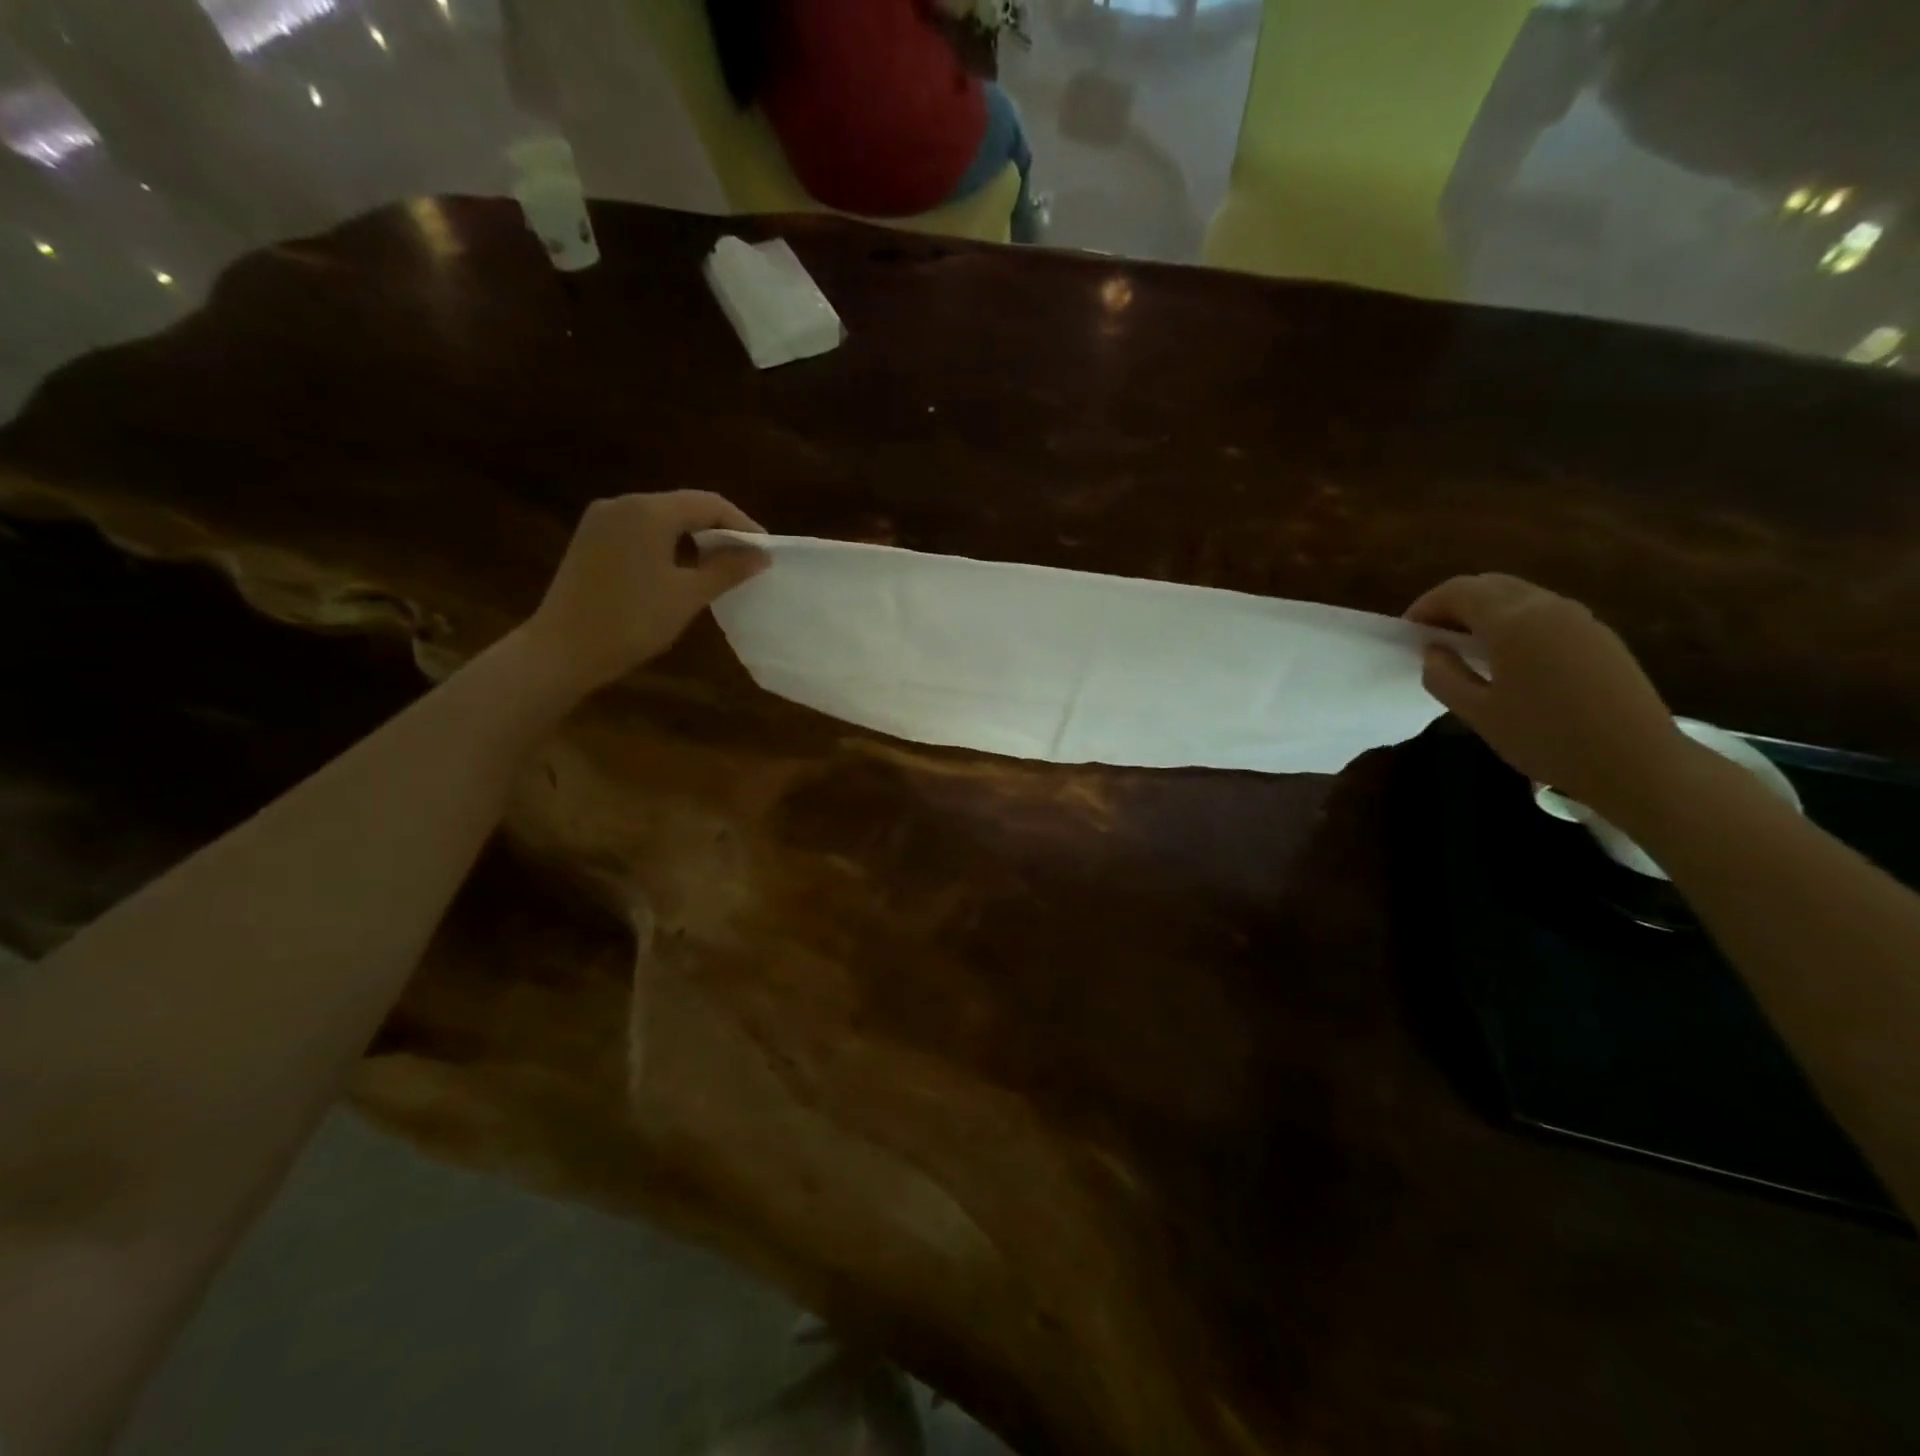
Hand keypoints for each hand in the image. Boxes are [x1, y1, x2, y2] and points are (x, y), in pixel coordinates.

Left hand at [525, 491, 766, 692]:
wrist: (563, 649)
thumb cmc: (632, 621)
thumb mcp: (687, 596)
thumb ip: (727, 570)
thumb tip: (761, 555)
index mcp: (648, 511)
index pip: (708, 504)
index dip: (742, 525)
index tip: (764, 551)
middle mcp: (623, 503)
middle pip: (683, 506)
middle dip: (718, 530)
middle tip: (745, 560)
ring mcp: (602, 520)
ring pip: (661, 518)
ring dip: (693, 538)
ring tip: (718, 567)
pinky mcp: (591, 539)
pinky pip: (639, 530)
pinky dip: (667, 543)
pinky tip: (679, 570)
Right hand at [1405, 573, 1687, 810]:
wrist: (1636, 761)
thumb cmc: (1545, 738)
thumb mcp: (1477, 713)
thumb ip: (1444, 676)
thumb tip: (1433, 651)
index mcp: (1512, 622)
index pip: (1458, 591)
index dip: (1425, 606)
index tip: (1407, 632)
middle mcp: (1546, 607)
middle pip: (1490, 584)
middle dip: (1454, 603)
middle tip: (1432, 636)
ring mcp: (1579, 618)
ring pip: (1519, 595)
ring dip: (1485, 611)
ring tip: (1466, 646)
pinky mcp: (1599, 636)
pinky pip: (1544, 612)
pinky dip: (1514, 621)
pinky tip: (1508, 658)